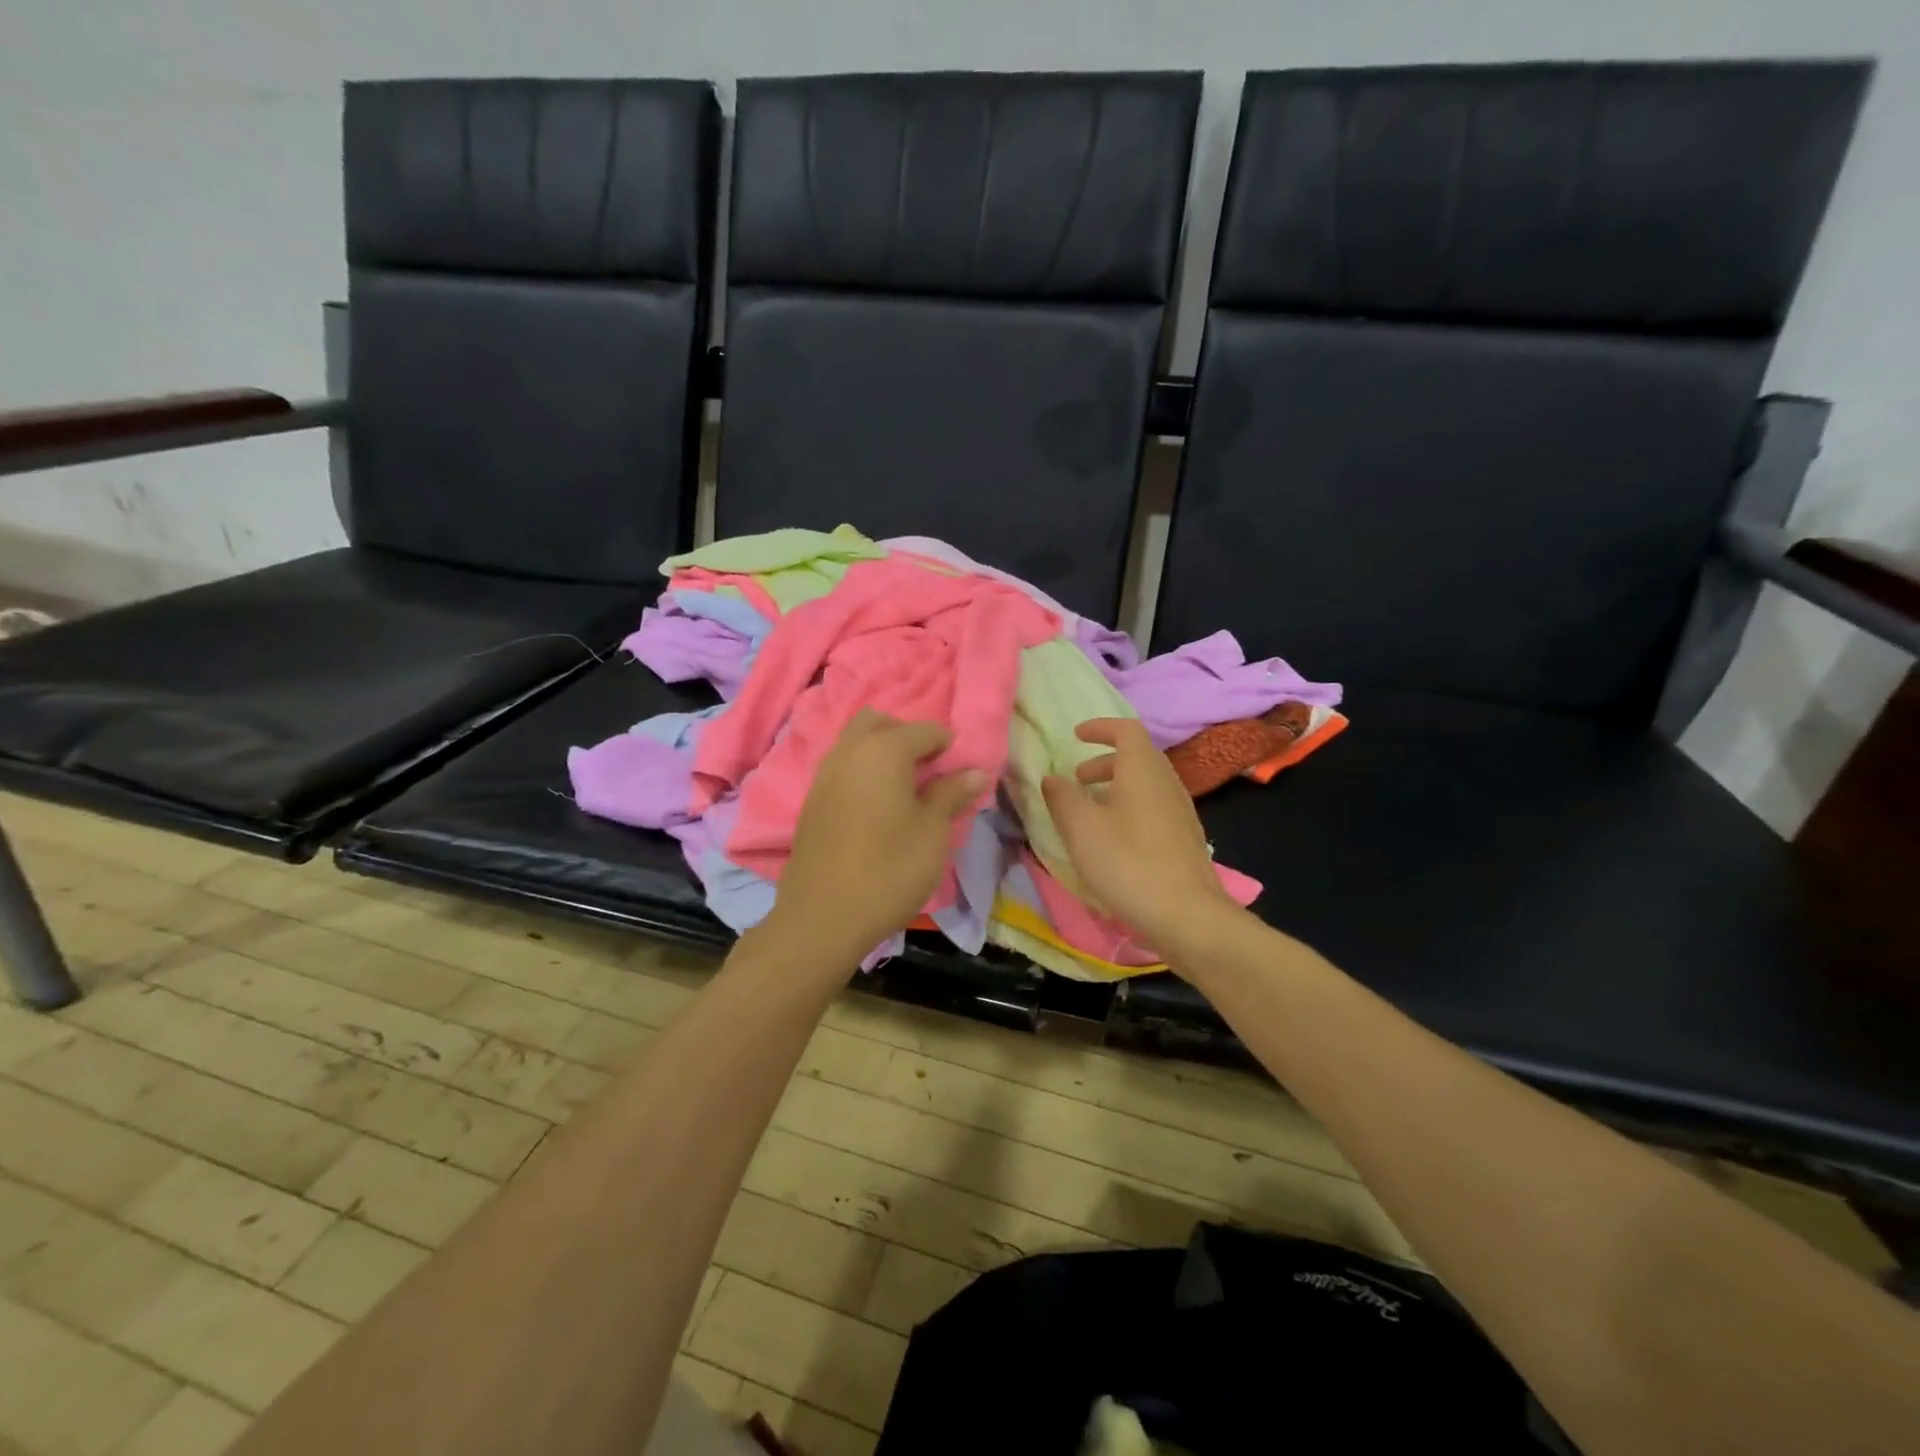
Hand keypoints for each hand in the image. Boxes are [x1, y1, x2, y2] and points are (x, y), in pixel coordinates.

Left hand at [769, 710, 985, 966]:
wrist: (822, 917)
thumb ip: (952, 794)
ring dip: (883, 753)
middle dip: (908, 737)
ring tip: (906, 791)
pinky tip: (878, 807)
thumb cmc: (889, 870)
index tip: (962, 776)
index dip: (950, 748)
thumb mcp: (933, 832)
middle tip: (930, 772)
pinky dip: (863, 771)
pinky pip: (843, 767)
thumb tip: (975, 770)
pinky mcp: (813, 800)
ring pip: (856, 742)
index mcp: (883, 750)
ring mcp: (825, 774)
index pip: (926, 730)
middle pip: (881, 723)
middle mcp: (849, 751)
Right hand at [1042, 718, 1239, 956]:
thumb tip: (1053, 779)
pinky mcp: (1185, 839)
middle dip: (1104, 762)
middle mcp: (1167, 782)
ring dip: (1116, 787)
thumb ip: (1062, 798)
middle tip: (1077, 780)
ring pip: (1146, 784)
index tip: (1076, 736)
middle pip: (1137, 757)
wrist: (1187, 915)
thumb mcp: (1081, 828)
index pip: (1126, 730)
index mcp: (1143, 769)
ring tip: (1090, 811)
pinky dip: (1129, 808)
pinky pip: (1153, 807)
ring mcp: (1180, 811)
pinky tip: (1113, 839)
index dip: (1100, 728)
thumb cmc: (1128, 862)